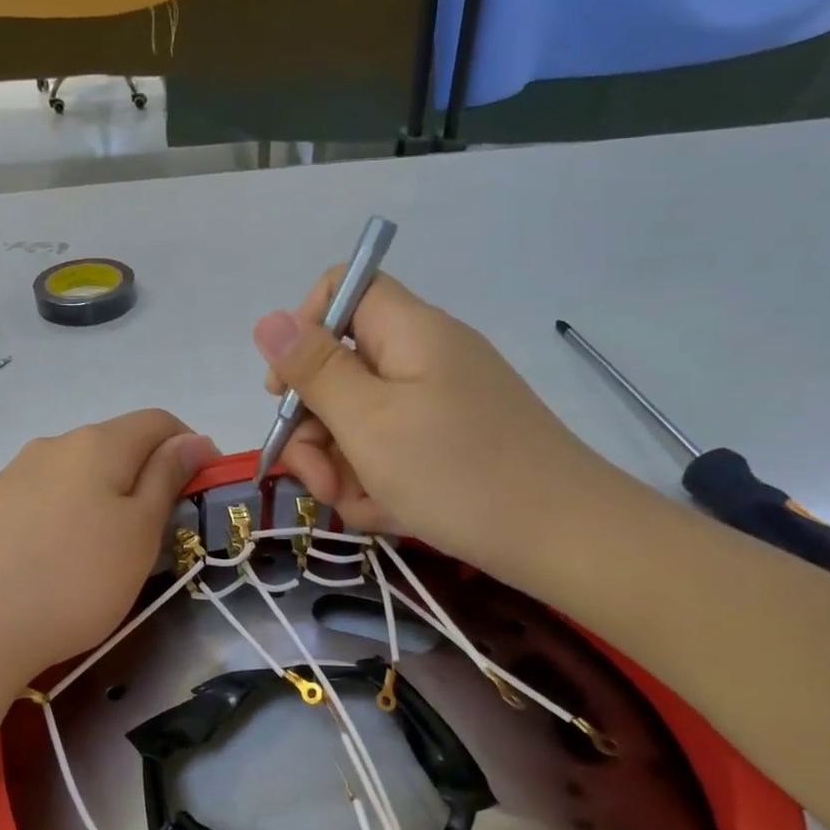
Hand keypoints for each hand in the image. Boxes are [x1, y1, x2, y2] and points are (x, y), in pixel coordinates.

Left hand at [0, 411, 218, 680]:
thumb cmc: (74, 579)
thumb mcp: (139, 532)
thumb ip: (167, 478)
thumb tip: (193, 438)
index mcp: (97, 442)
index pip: (159, 421)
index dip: (190, 447)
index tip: (201, 492)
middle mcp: (52, 445)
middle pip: (115, 445)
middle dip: (146, 477)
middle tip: (157, 534)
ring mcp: (13, 475)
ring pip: (77, 474)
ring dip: (105, 499)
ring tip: (105, 555)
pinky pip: (44, 499)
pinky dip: (67, 517)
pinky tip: (57, 561)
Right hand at [253, 272, 617, 581]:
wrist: (563, 539)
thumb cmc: (457, 473)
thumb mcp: (369, 422)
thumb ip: (314, 371)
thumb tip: (267, 319)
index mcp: (408, 333)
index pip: (343, 290)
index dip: (302, 331)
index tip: (284, 392)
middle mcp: (423, 359)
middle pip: (340, 370)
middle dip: (315, 429)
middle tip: (317, 480)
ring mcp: (438, 405)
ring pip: (359, 422)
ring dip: (342, 468)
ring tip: (360, 507)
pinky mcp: (448, 445)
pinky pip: (390, 453)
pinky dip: (378, 484)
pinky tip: (388, 515)